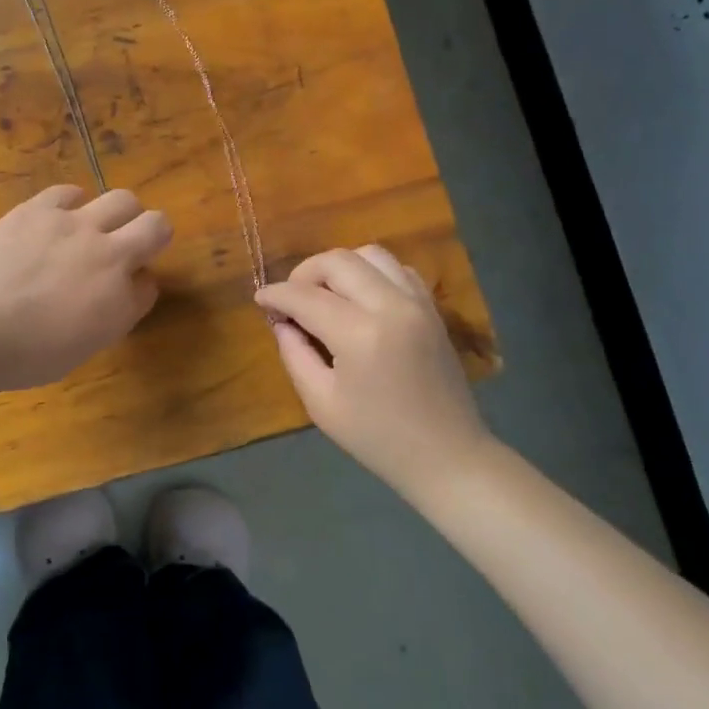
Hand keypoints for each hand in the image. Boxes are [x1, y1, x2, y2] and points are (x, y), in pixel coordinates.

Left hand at [0, 185, 172, 391]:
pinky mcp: (40, 208)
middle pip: (157, 226)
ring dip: (118, 215)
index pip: (149, 285)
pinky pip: (71, 192)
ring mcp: (75, 226)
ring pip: (123, 199)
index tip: (118, 295)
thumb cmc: (18, 357)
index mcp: (120, 303)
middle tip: (126, 248)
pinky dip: (72, 204)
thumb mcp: (77, 352)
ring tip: (93, 228)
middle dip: (150, 236)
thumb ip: (106, 319)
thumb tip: (113, 295)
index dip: (136, 287)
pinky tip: (57, 219)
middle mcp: (109, 257)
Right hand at [255, 246, 494, 498]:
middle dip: (304, 273)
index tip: (260, 299)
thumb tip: (282, 322)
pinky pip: (396, 268)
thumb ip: (295, 354)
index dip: (276, 295)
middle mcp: (391, 306)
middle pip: (337, 261)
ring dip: (339, 267)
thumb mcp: (321, 403)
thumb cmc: (377, 437)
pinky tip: (359, 300)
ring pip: (369, 254)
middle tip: (292, 300)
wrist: (448, 455)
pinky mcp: (432, 307)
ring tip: (325, 295)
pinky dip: (371, 273)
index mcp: (360, 334)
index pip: (305, 296)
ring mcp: (417, 302)